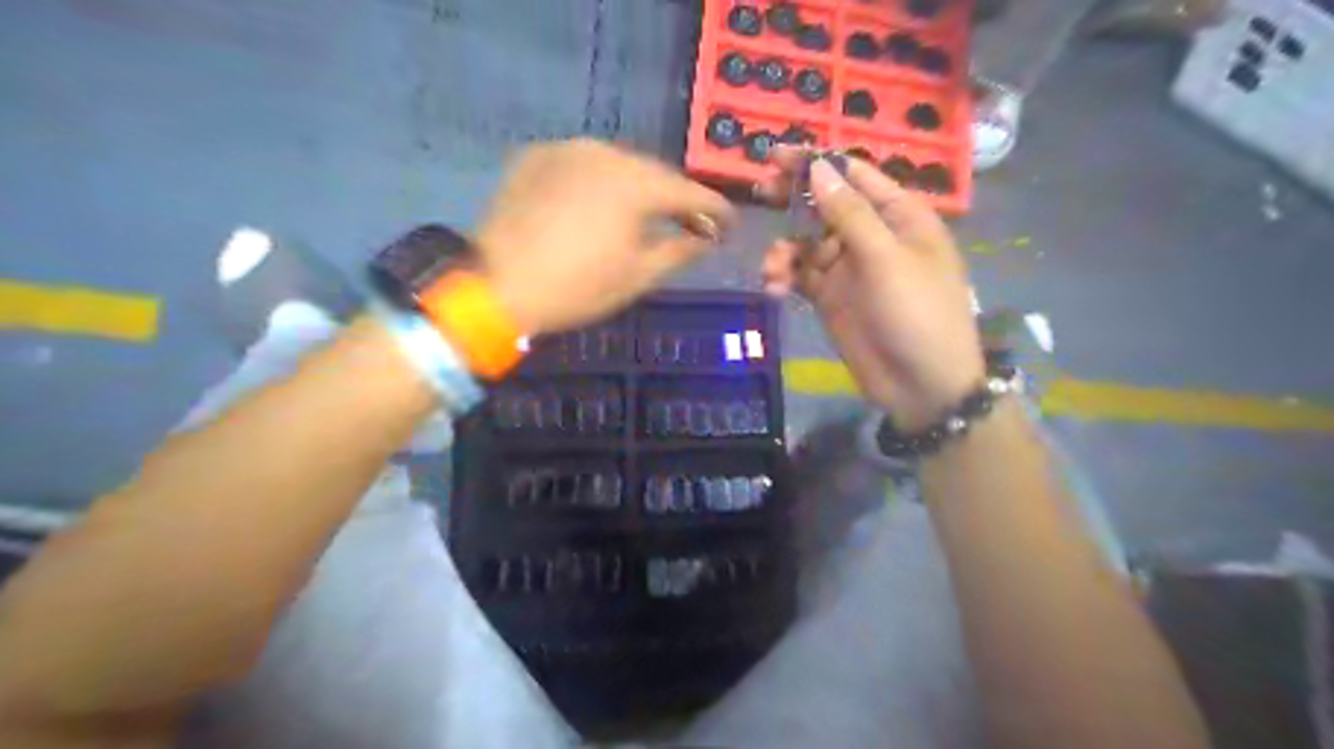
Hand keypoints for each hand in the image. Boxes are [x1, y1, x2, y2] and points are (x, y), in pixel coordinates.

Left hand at [471, 139, 739, 335]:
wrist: (496, 286)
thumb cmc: (577, 288)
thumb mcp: (638, 276)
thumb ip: (680, 250)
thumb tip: (706, 237)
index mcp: (635, 184)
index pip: (689, 192)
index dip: (715, 208)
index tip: (730, 224)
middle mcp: (605, 153)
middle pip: (654, 173)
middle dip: (675, 198)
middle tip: (690, 223)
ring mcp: (567, 148)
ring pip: (618, 164)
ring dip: (638, 188)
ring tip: (646, 214)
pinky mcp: (537, 155)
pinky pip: (583, 164)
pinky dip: (600, 182)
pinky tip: (600, 204)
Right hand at [755, 150, 981, 430]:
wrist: (921, 384)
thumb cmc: (917, 312)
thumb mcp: (886, 259)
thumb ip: (850, 214)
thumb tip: (819, 167)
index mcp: (898, 214)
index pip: (853, 174)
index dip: (815, 161)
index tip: (775, 155)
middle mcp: (872, 234)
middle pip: (825, 204)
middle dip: (792, 200)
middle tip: (758, 194)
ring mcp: (849, 267)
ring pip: (806, 242)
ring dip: (785, 250)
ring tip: (774, 269)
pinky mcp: (831, 297)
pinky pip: (801, 276)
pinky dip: (785, 278)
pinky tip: (775, 289)